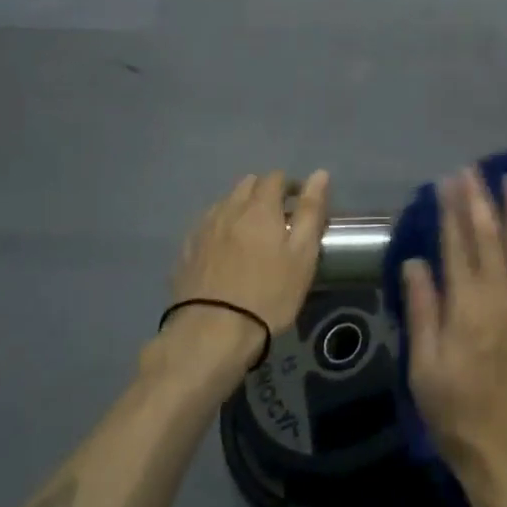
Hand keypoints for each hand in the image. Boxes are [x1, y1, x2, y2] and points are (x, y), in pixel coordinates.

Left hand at [171, 170, 329, 338]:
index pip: (275, 177)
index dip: (289, 185)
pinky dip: (219, 228)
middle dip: (263, 192)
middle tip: (277, 219)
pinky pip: (206, 225)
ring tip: (250, 235)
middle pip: (247, 184)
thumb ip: (311, 211)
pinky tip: (224, 251)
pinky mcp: (186, 250)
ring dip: (240, 208)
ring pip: (225, 203)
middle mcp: (229, 208)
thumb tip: (319, 174)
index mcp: (259, 207)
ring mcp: (204, 228)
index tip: (298, 204)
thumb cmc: (268, 294)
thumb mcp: (302, 255)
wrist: (212, 333)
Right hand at [401, 168, 506, 485]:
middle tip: (476, 169)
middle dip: (483, 199)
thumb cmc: (457, 413)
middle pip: (492, 237)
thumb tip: (415, 262)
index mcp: (467, 307)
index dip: (452, 210)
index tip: (448, 180)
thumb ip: (422, 310)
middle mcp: (501, 298)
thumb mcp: (423, 368)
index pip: (457, 245)